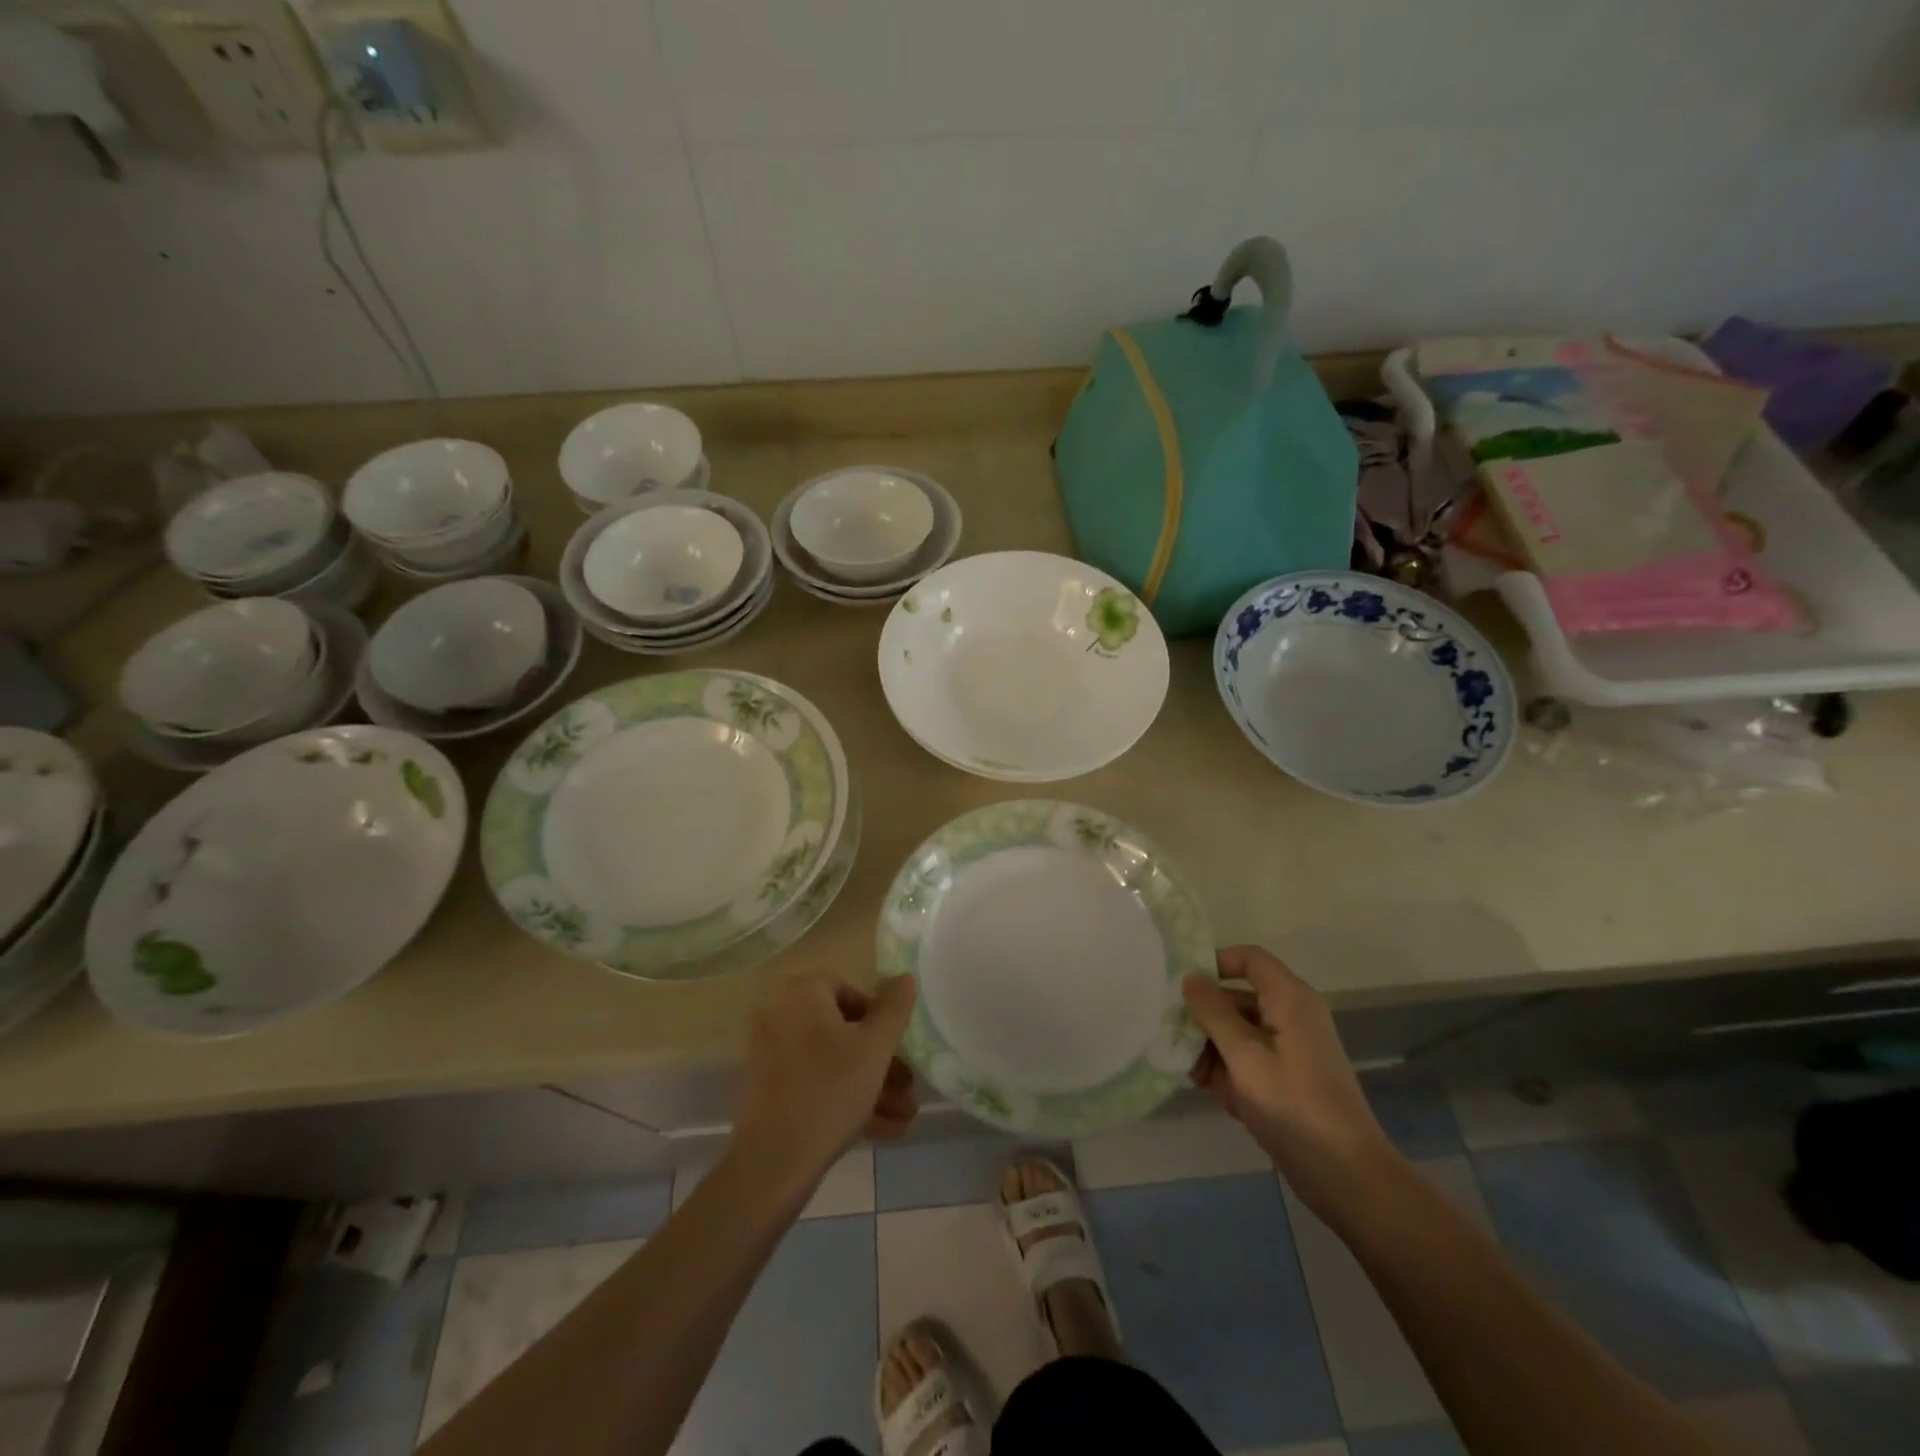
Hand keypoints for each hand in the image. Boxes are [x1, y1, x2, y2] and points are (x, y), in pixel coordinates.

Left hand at [733, 975, 919, 1194]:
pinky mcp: (769, 1091)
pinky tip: (882, 1129)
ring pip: (832, 1062)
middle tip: (907, 1086)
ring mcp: (770, 1055)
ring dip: (870, 1085)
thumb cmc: (830, 1090)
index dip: (878, 1016)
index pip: (848, 989)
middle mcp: (780, 1015)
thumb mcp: (875, 1047)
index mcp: (801, 994)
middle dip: (881, 1061)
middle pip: (842, 1031)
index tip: (897, 1046)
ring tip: (904, 1115)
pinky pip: (814, 1084)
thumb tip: (904, 977)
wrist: (773, 1162)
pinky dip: (844, 1099)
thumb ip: (894, 1008)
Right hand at [1183, 946, 1398, 1217]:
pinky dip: (1225, 1070)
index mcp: (1289, 999)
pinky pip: (1246, 1060)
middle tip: (1166, 1029)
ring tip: (1181, 1065)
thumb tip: (1189, 978)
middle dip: (1203, 1014)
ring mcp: (1288, 1050)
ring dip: (1209, 1046)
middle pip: (1237, 997)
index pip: (1249, 959)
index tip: (1181, 984)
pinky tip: (1202, 1087)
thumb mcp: (1244, 1055)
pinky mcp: (1284, 1080)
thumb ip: (1212, 1013)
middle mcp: (1290, 1016)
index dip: (1215, 963)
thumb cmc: (1293, 1104)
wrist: (1346, 1177)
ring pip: (1237, 1032)